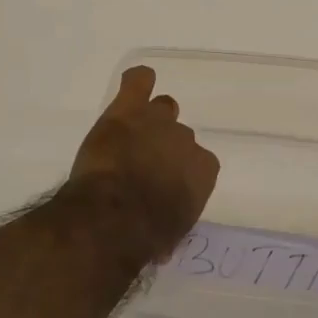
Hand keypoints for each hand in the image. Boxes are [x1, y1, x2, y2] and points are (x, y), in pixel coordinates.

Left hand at [66, 65, 220, 258]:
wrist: (114, 217)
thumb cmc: (145, 235)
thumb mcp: (171, 232)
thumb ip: (174, 214)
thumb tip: (164, 225)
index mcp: (203, 171)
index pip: (199, 163)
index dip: (180, 172)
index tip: (165, 183)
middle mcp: (186, 140)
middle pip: (179, 136)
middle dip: (163, 148)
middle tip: (141, 164)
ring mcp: (157, 121)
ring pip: (162, 109)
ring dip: (150, 120)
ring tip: (132, 134)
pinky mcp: (126, 110)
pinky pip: (138, 81)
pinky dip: (137, 82)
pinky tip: (134, 85)